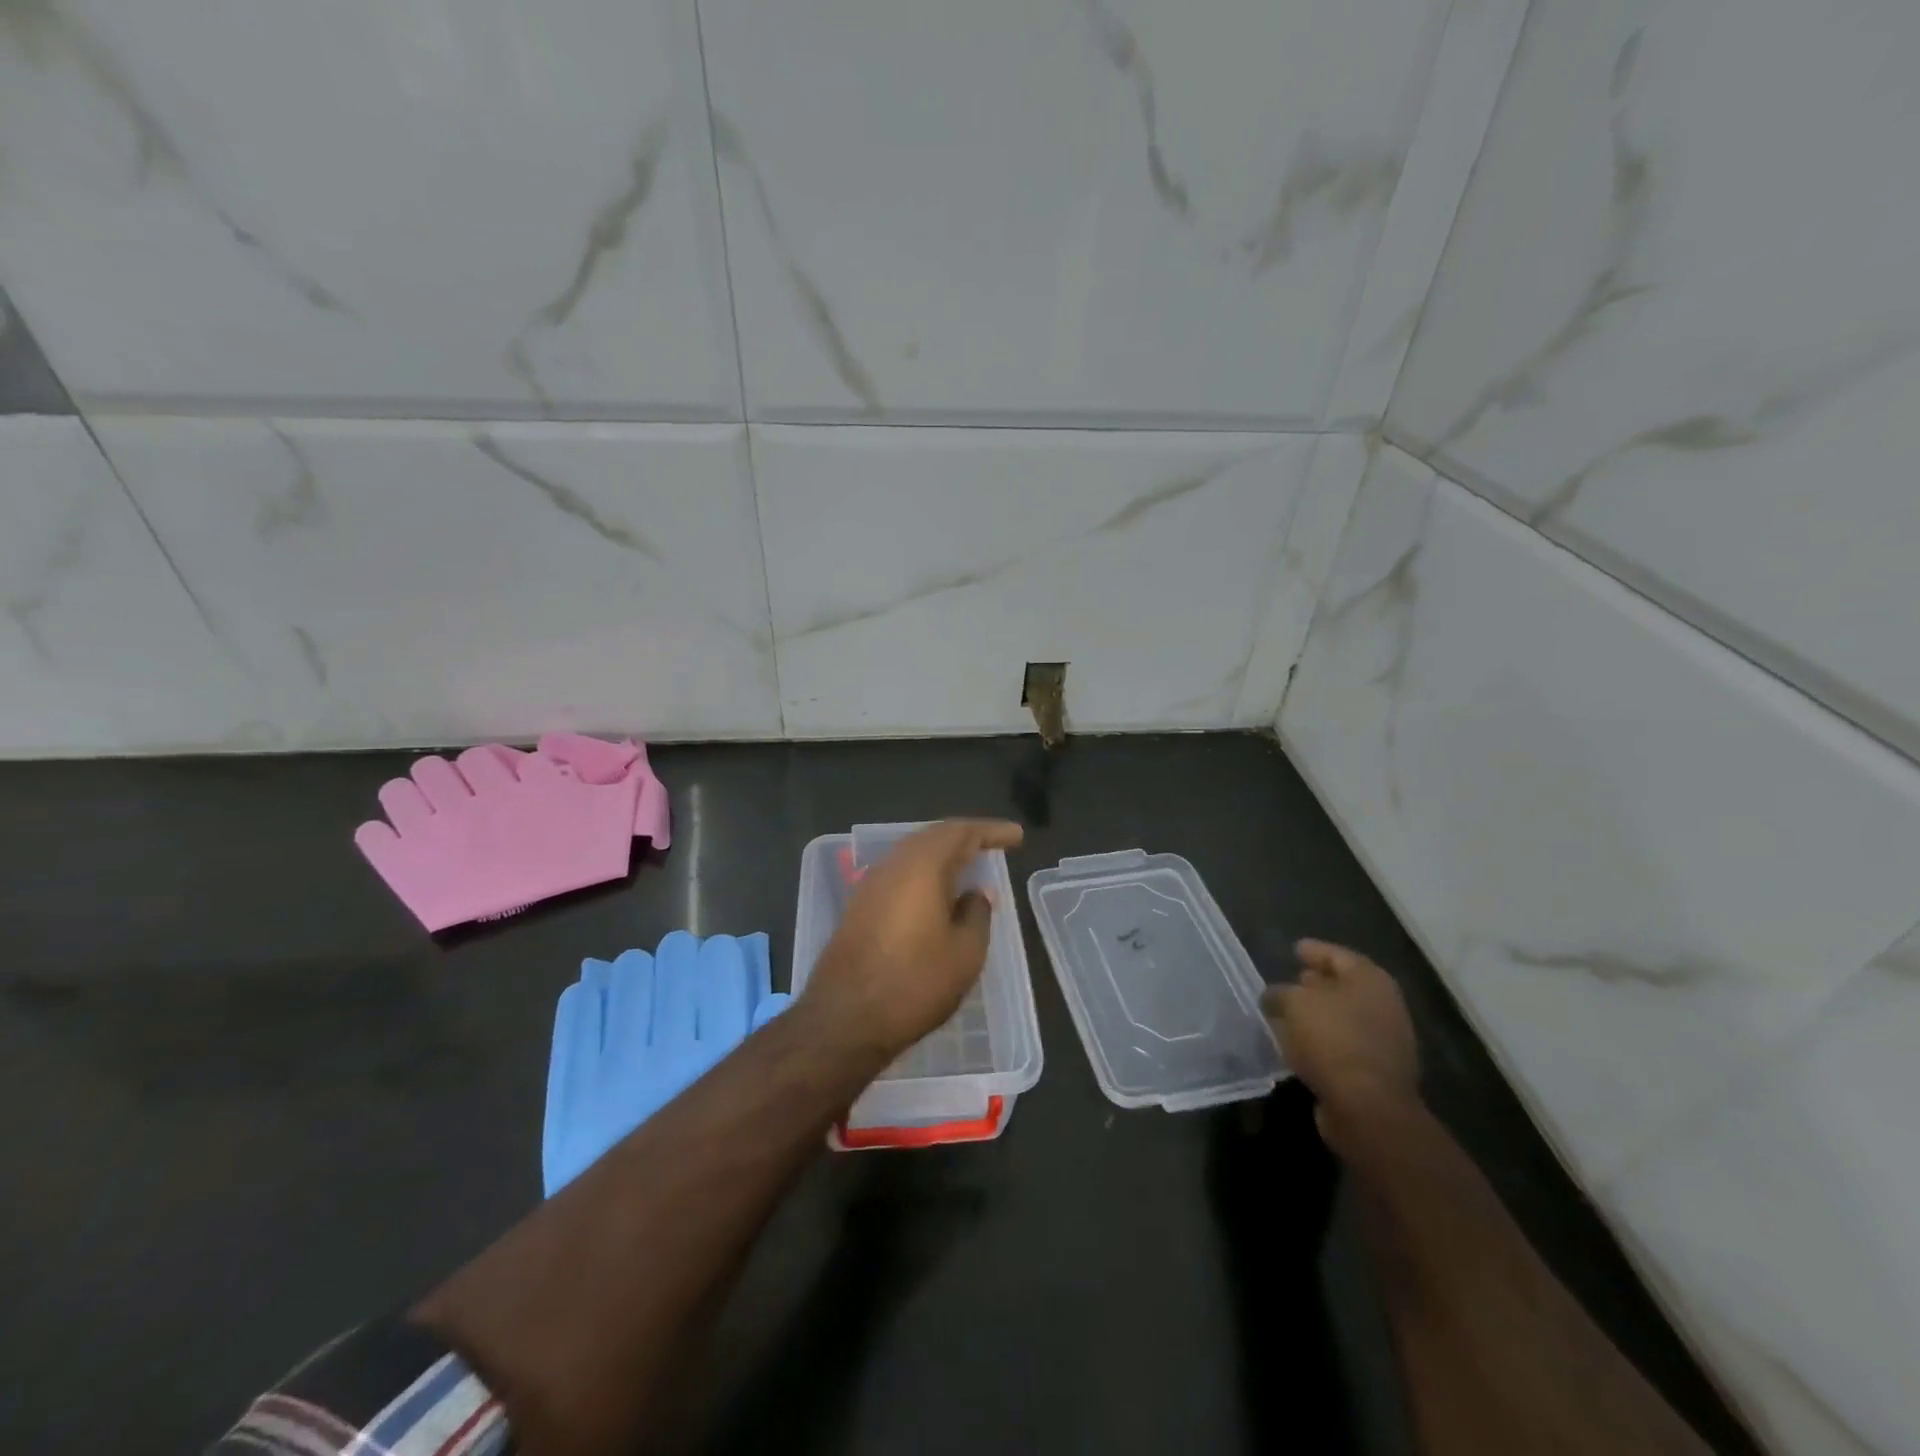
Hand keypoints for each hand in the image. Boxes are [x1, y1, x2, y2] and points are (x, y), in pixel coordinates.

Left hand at [803, 819, 1023, 1058]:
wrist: (843, 1019)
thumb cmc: (914, 983)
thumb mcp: (965, 953)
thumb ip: (977, 914)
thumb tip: (974, 895)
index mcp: (922, 865)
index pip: (962, 832)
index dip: (991, 831)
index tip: (1016, 836)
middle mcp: (893, 865)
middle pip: (933, 837)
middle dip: (965, 838)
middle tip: (993, 846)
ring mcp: (870, 885)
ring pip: (913, 855)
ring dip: (943, 856)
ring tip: (969, 867)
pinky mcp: (859, 907)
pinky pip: (899, 875)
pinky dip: (924, 875)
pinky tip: (937, 894)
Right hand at [1262, 940, 1418, 1156]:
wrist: (1367, 1107)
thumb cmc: (1332, 1039)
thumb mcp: (1294, 1003)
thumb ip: (1280, 993)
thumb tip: (1275, 997)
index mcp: (1370, 980)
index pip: (1338, 955)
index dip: (1314, 950)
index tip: (1294, 949)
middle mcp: (1384, 1006)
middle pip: (1344, 986)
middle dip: (1317, 983)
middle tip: (1290, 979)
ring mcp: (1385, 1041)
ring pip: (1343, 1018)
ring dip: (1317, 1015)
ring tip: (1287, 1014)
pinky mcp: (1375, 1072)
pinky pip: (1342, 1046)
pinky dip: (1322, 1041)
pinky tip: (1298, 1044)